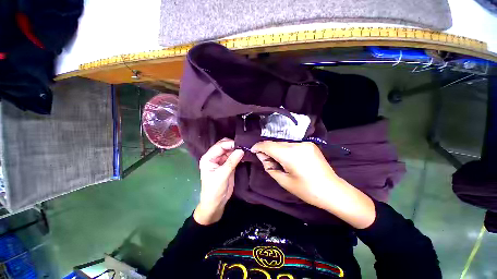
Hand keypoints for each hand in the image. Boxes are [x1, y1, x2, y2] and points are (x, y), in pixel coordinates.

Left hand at [194, 138, 243, 224]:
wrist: (216, 203)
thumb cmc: (214, 190)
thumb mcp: (222, 175)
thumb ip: (231, 162)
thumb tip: (241, 150)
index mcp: (208, 158)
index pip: (219, 146)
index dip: (230, 144)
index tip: (241, 144)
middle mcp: (214, 157)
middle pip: (224, 146)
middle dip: (233, 145)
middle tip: (244, 146)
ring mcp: (221, 160)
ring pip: (230, 150)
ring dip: (237, 149)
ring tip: (246, 149)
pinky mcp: (228, 164)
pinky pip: (234, 156)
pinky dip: (239, 155)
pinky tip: (245, 155)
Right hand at [251, 141, 375, 228]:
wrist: (333, 190)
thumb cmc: (307, 190)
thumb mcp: (283, 181)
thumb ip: (269, 166)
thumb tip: (261, 155)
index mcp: (290, 154)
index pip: (268, 145)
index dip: (258, 147)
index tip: (253, 150)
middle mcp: (297, 144)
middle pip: (275, 143)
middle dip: (267, 149)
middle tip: (265, 159)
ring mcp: (305, 143)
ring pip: (283, 143)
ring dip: (276, 149)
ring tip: (276, 160)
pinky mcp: (309, 144)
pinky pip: (291, 144)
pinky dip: (284, 149)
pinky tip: (286, 158)